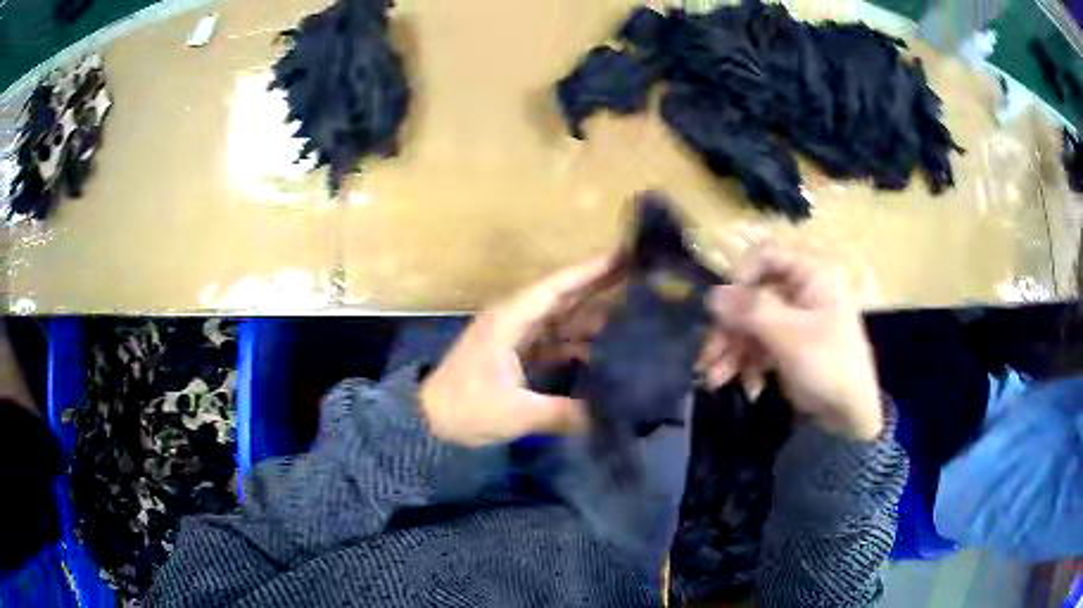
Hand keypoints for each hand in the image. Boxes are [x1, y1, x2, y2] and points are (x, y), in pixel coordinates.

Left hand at [420, 258, 614, 445]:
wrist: (430, 419)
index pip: (555, 288)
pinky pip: (554, 342)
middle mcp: (514, 321)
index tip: (620, 258)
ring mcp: (515, 338)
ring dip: (590, 318)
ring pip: (560, 320)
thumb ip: (562, 413)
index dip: (588, 272)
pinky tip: (603, 351)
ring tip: (632, 315)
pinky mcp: (516, 356)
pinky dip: (577, 344)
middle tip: (638, 279)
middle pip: (562, 298)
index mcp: (510, 321)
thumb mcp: (515, 413)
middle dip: (597, 288)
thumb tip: (605, 416)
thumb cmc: (466, 409)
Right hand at [702, 244, 882, 439]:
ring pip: (750, 325)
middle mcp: (798, 292)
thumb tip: (711, 294)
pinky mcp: (786, 346)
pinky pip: (758, 346)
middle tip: (708, 357)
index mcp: (808, 276)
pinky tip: (750, 388)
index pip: (765, 256)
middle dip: (728, 330)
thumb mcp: (790, 337)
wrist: (851, 416)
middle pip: (751, 297)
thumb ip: (751, 312)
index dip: (740, 277)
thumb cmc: (829, 366)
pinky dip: (747, 365)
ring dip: (731, 352)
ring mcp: (792, 321)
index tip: (724, 308)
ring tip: (715, 380)